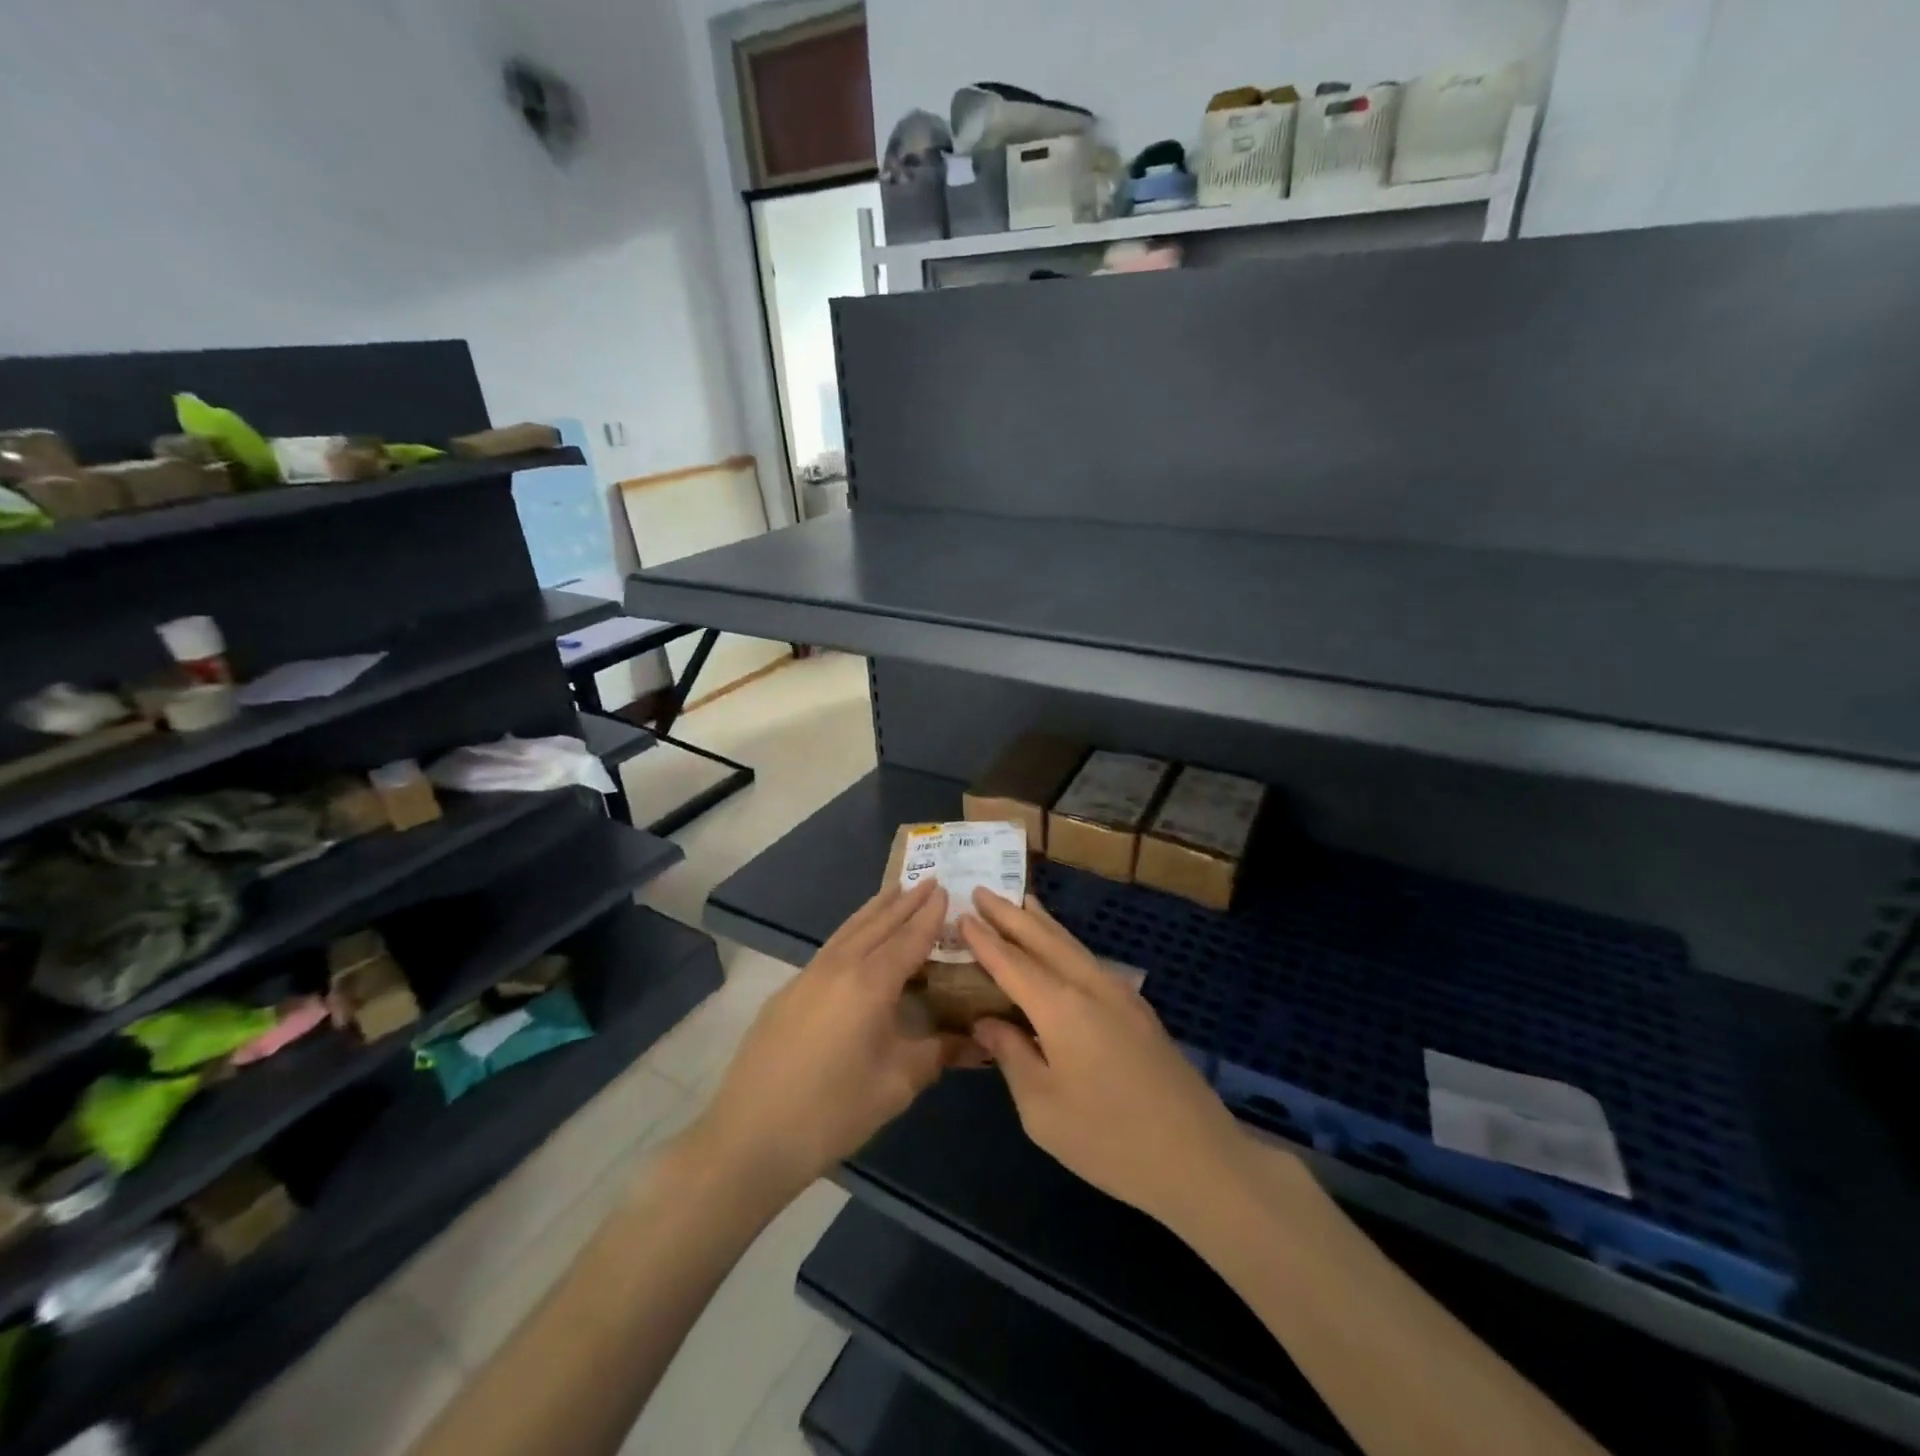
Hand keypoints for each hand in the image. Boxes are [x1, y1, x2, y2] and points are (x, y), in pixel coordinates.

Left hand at [690, 879, 971, 1201]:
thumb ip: (939, 1053)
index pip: (909, 938)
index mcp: (870, 982)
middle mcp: (840, 966)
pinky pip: (831, 946)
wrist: (750, 1136)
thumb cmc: (832, 1110)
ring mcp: (808, 976)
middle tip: (928, 880)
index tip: (947, 888)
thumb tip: (979, 1041)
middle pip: (878, 923)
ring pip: (850, 929)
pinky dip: (853, 930)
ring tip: (895, 891)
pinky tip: (857, 939)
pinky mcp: (788, 992)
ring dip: (876, 909)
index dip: (929, 914)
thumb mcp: (896, 1084)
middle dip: (905, 901)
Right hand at [963, 890, 1249, 1232]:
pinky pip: (1089, 961)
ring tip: (1020, 901)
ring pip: (1072, 944)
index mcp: (1061, 1008)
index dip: (984, 939)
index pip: (1012, 962)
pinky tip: (1059, 949)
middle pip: (1044, 938)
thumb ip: (1011, 1056)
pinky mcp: (1138, 1010)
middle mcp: (1090, 986)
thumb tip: (987, 1021)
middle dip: (1011, 914)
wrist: (1197, 1158)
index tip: (961, 915)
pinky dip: (1064, 944)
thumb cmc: (1109, 1139)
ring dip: (1041, 922)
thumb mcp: (1042, 1109)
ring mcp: (1120, 994)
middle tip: (983, 891)